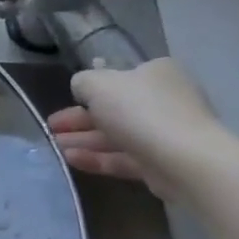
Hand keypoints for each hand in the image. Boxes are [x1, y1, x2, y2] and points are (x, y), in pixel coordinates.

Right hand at [47, 58, 227, 202]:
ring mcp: (165, 134)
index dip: (90, 88)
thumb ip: (83, 82)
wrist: (186, 161)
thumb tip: (81, 88)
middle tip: (51, 127)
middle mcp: (164, 100)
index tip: (68, 99)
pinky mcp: (161, 164)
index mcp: (156, 73)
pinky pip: (123, 158)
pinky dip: (98, 158)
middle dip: (80, 119)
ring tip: (55, 146)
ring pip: (116, 135)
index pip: (119, 77)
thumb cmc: (141, 111)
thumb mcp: (99, 85)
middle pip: (114, 108)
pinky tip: (71, 159)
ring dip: (84, 139)